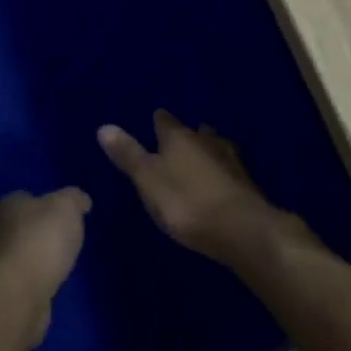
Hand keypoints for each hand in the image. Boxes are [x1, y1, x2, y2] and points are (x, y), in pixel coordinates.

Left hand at [0, 189, 89, 349]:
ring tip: (54, 267)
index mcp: (6, 206)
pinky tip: (44, 287)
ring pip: (13, 255)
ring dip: (29, 260)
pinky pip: (16, 281)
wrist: (19, 293)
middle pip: (16, 227)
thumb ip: (74, 199)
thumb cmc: (41, 240)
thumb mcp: (67, 207)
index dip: (42, 205)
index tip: (59, 216)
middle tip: (58, 242)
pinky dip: (28, 282)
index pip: (23, 198)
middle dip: (33, 233)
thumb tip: (81, 200)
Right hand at [97, 111, 306, 267]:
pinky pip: (229, 169)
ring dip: (208, 150)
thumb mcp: (147, 180)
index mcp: (179, 138)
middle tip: (179, 139)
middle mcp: (206, 142)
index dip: (159, 122)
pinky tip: (221, 180)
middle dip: (187, 135)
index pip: (165, 121)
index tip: (155, 120)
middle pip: (195, 132)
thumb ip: (128, 154)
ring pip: (216, 147)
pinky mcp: (246, 184)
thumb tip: (104, 126)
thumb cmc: (185, 202)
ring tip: (201, 155)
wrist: (242, 229)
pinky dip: (222, 171)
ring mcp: (230, 161)